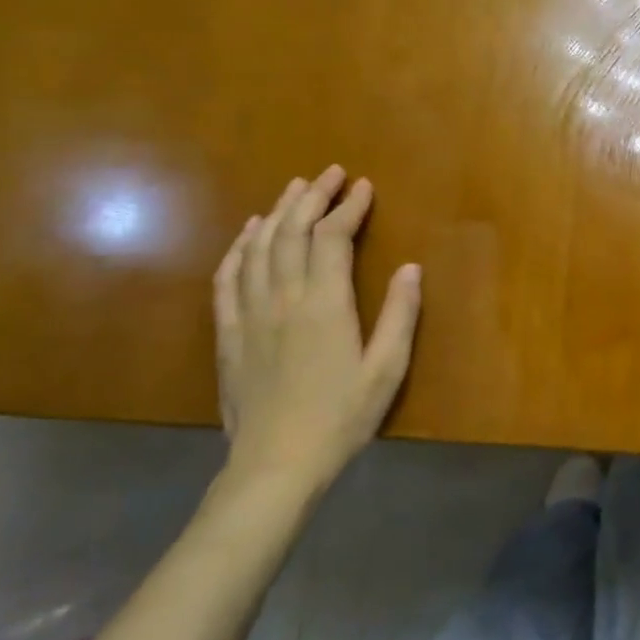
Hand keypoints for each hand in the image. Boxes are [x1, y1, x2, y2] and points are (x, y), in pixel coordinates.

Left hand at [213, 166, 421, 492]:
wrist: (275, 466)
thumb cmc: (341, 418)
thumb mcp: (386, 369)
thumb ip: (400, 315)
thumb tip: (411, 267)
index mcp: (325, 305)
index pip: (332, 238)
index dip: (348, 207)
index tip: (364, 186)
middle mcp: (283, 298)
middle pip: (292, 232)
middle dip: (312, 196)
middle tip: (330, 173)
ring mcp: (250, 314)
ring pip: (259, 247)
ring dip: (277, 212)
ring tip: (294, 188)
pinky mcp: (228, 333)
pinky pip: (228, 277)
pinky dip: (239, 247)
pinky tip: (249, 232)